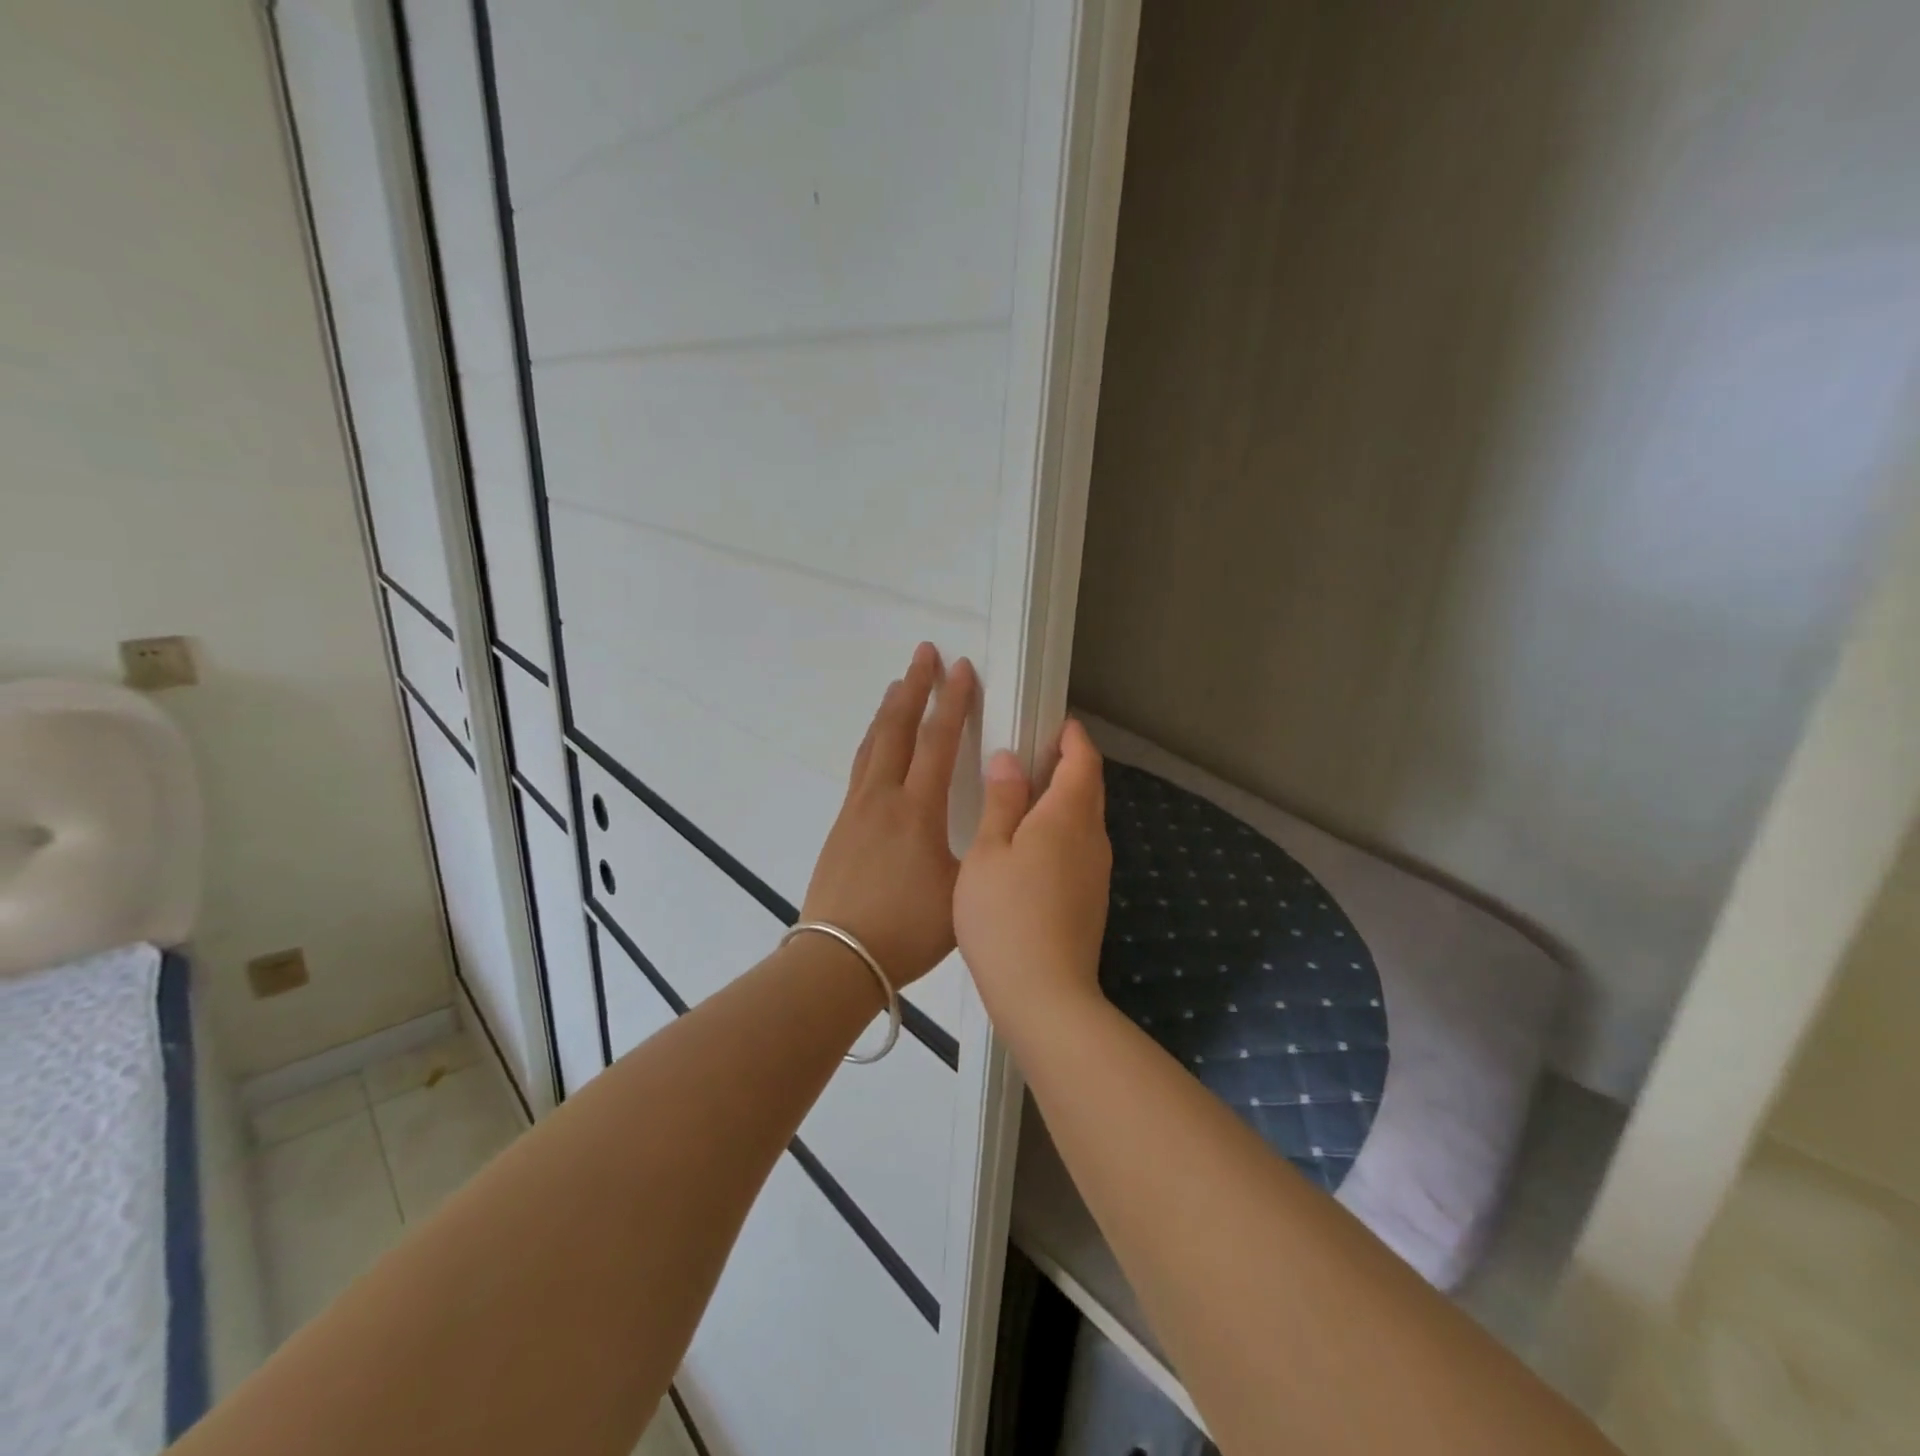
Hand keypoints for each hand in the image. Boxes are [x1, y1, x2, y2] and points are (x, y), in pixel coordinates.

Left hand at [801, 643, 975, 988]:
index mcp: (917, 810)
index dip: (953, 702)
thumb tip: (996, 813)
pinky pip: (860, 768)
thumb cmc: (907, 929)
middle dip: (914, 688)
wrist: (838, 957)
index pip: (938, 742)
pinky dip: (873, 742)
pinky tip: (876, 745)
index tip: (962, 668)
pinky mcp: (842, 826)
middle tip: (925, 654)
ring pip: (873, 745)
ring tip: (898, 686)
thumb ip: (981, 846)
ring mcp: (856, 809)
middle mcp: (883, 798)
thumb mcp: (962, 889)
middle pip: (897, 729)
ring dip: (889, 710)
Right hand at [954, 718, 1112, 1026]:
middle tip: (1032, 756)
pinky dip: (1062, 831)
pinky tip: (1030, 848)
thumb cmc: (1004, 916)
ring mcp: (1097, 871)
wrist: (1044, 994)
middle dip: (1068, 765)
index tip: (1056, 724)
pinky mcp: (1092, 899)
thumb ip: (1001, 802)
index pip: (1083, 761)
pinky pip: (1081, 847)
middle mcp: (1092, 838)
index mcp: (1067, 816)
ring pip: (1086, 820)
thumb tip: (1009, 760)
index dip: (1073, 738)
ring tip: (1024, 798)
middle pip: (1090, 788)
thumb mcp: (988, 852)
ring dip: (1063, 800)